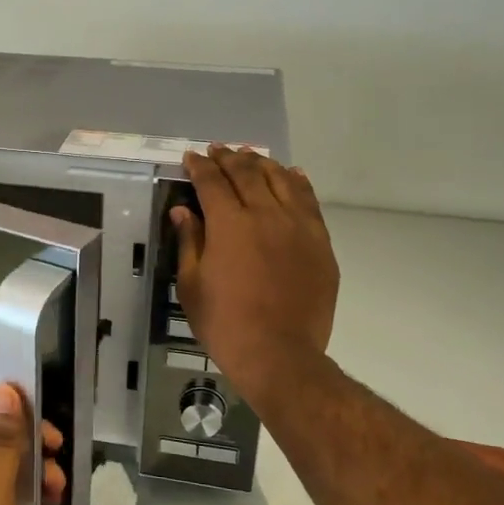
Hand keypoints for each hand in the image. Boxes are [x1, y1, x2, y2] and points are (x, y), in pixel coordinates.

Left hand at [0, 384, 63, 504]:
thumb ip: (3, 440)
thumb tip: (4, 388)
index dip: (25, 419)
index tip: (55, 440)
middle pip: (3, 443)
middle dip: (36, 452)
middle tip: (59, 477)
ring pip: (7, 472)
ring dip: (35, 477)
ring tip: (57, 499)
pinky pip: (5, 498)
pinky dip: (26, 499)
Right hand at [173, 146, 338, 405]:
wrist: (279, 354)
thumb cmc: (225, 323)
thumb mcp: (192, 285)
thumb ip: (189, 242)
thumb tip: (183, 211)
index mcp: (229, 225)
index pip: (212, 182)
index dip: (200, 166)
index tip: (192, 156)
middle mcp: (265, 215)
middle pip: (247, 174)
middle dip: (229, 158)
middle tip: (218, 150)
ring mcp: (298, 227)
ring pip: (281, 180)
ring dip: (263, 164)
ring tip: (251, 156)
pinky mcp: (320, 243)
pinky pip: (309, 202)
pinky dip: (298, 183)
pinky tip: (292, 174)